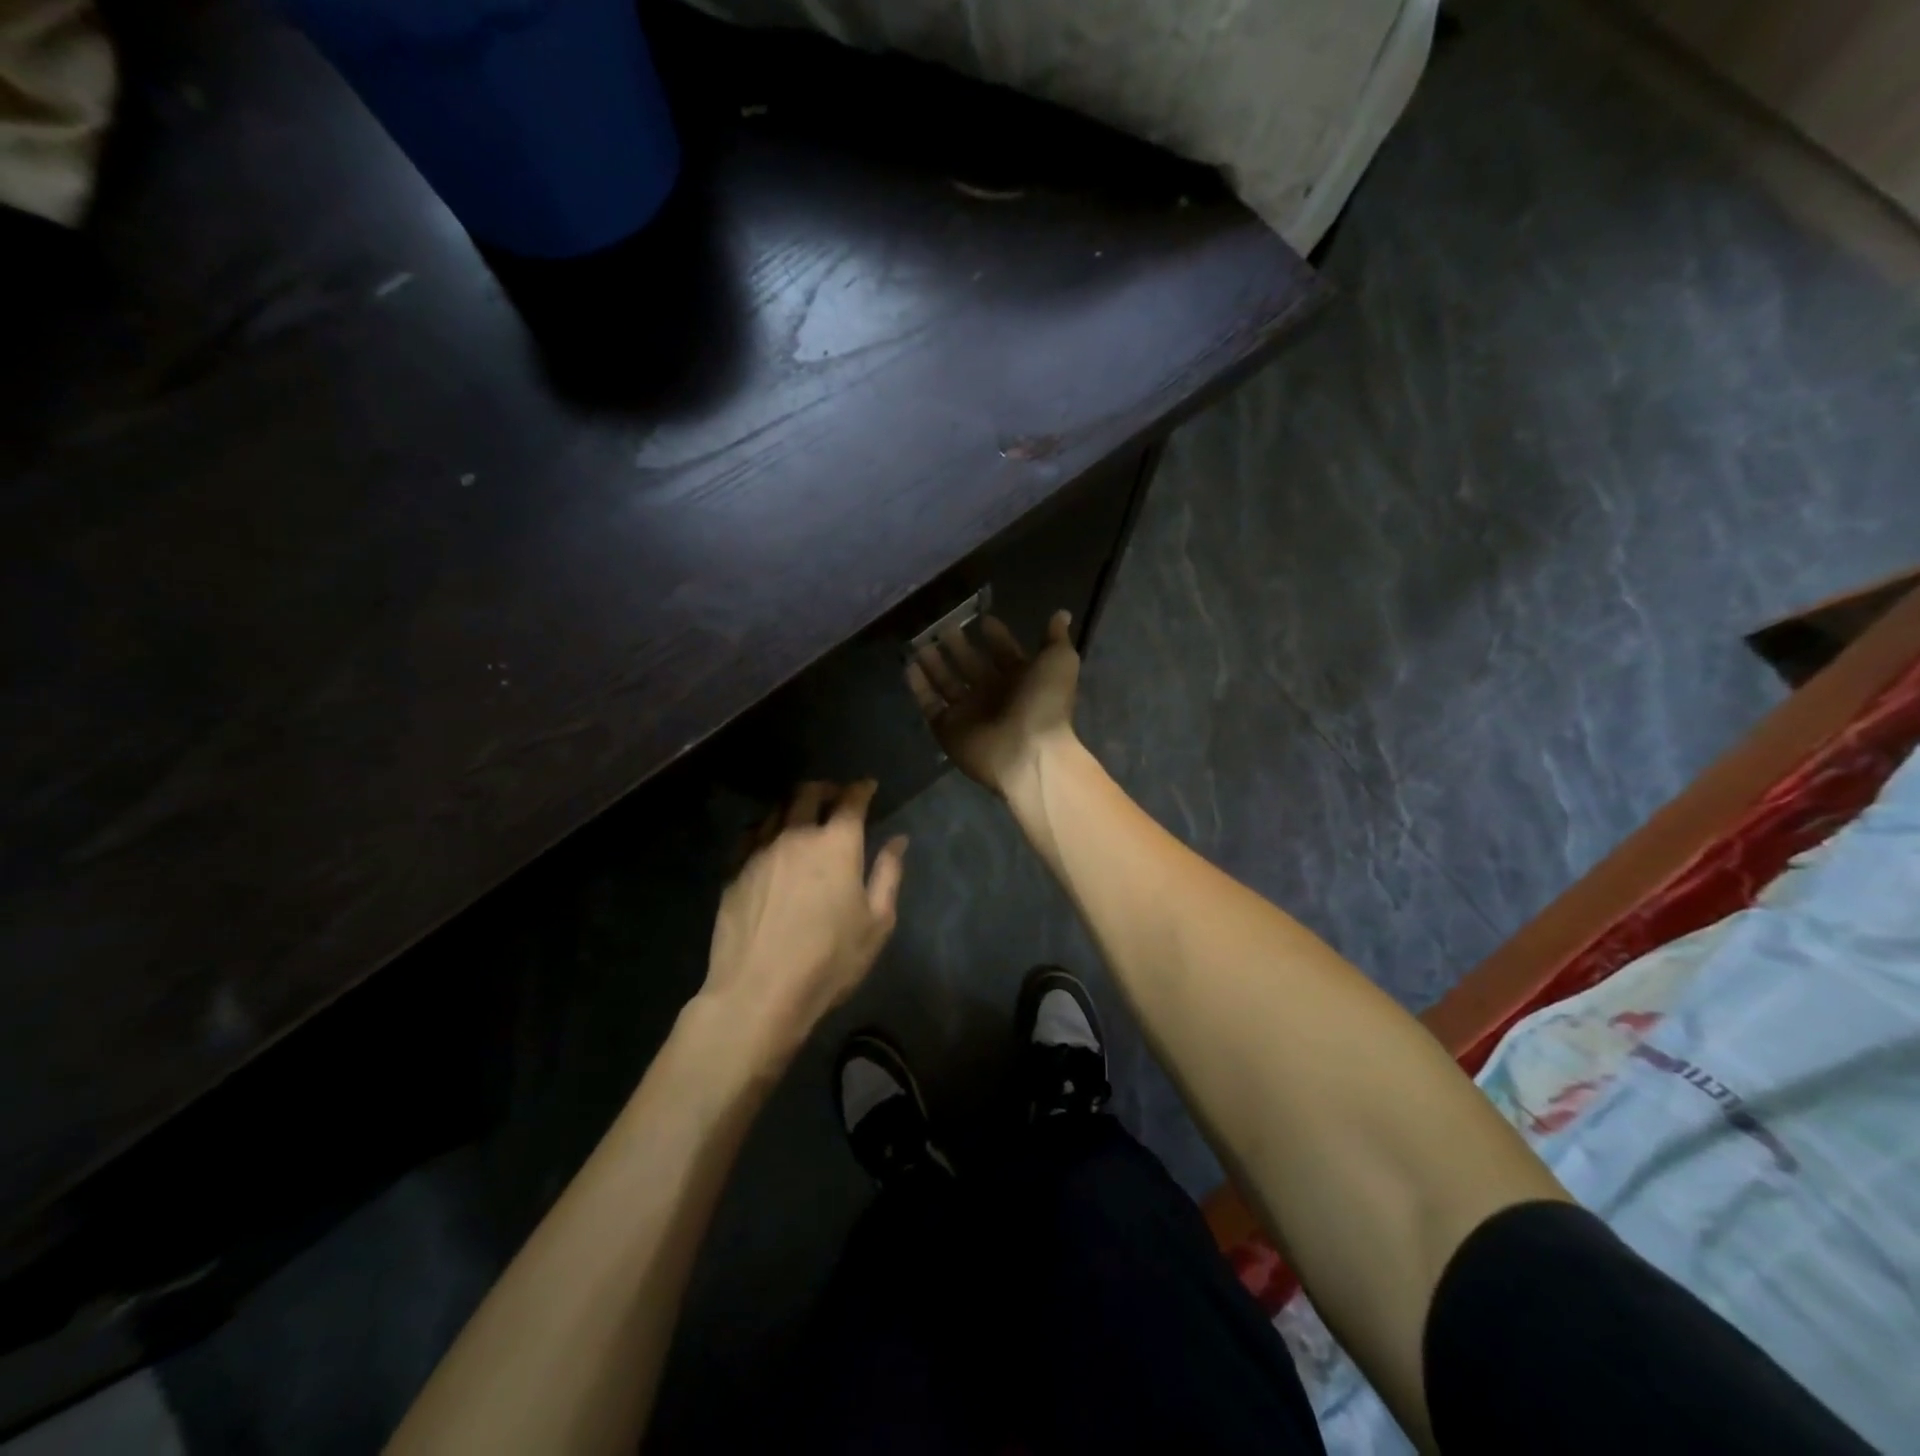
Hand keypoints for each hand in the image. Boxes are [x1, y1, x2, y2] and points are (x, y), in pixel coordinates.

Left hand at [701, 780, 907, 1065]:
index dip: (861, 788)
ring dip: (794, 803)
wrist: (759, 992)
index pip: (850, 800)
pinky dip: (767, 826)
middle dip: (825, 787)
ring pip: (776, 809)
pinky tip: (770, 839)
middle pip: (808, 793)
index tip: (867, 786)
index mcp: (836, 844)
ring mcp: (760, 850)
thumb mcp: (877, 922)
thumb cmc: (829, 960)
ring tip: (802, 812)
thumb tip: (898, 840)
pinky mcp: (734, 870)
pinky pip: (751, 833)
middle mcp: (797, 835)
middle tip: (834, 794)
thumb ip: (889, 874)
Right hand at [906, 610, 1080, 797]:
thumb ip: (1055, 638)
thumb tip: (1062, 614)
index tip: (983, 619)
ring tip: (922, 642)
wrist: (1027, 752)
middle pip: (972, 666)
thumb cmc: (1045, 703)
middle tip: (943, 626)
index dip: (996, 637)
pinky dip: (919, 687)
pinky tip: (909, 666)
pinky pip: (930, 705)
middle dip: (959, 647)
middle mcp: (994, 696)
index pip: (1005, 654)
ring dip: (935, 663)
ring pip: (948, 683)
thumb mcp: (1059, 661)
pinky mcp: (948, 729)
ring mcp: (970, 714)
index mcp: (1022, 680)